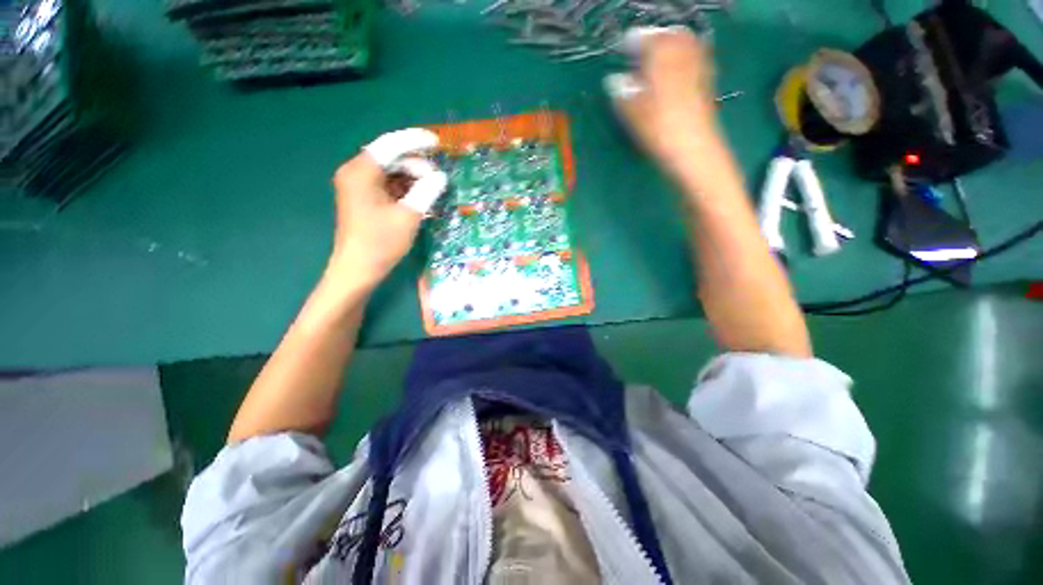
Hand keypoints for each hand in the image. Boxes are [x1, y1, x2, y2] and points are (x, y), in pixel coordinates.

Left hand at [327, 129, 447, 288]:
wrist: (358, 269)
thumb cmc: (381, 242)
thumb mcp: (409, 216)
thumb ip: (426, 191)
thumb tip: (440, 177)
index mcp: (361, 172)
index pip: (390, 146)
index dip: (414, 141)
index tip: (436, 142)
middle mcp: (356, 173)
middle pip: (391, 159)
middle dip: (416, 166)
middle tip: (438, 179)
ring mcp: (359, 186)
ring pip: (391, 173)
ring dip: (413, 179)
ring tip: (433, 190)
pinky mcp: (365, 199)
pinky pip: (388, 185)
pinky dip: (405, 189)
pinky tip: (421, 198)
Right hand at [606, 27, 719, 176]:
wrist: (694, 149)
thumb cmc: (659, 130)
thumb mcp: (633, 113)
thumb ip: (622, 92)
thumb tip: (614, 80)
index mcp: (662, 56)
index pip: (645, 39)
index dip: (632, 43)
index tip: (622, 50)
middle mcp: (683, 54)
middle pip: (668, 36)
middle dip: (653, 42)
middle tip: (640, 54)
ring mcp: (699, 66)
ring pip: (683, 46)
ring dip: (669, 49)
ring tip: (655, 63)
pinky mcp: (707, 82)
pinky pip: (694, 59)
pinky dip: (682, 60)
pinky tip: (674, 75)